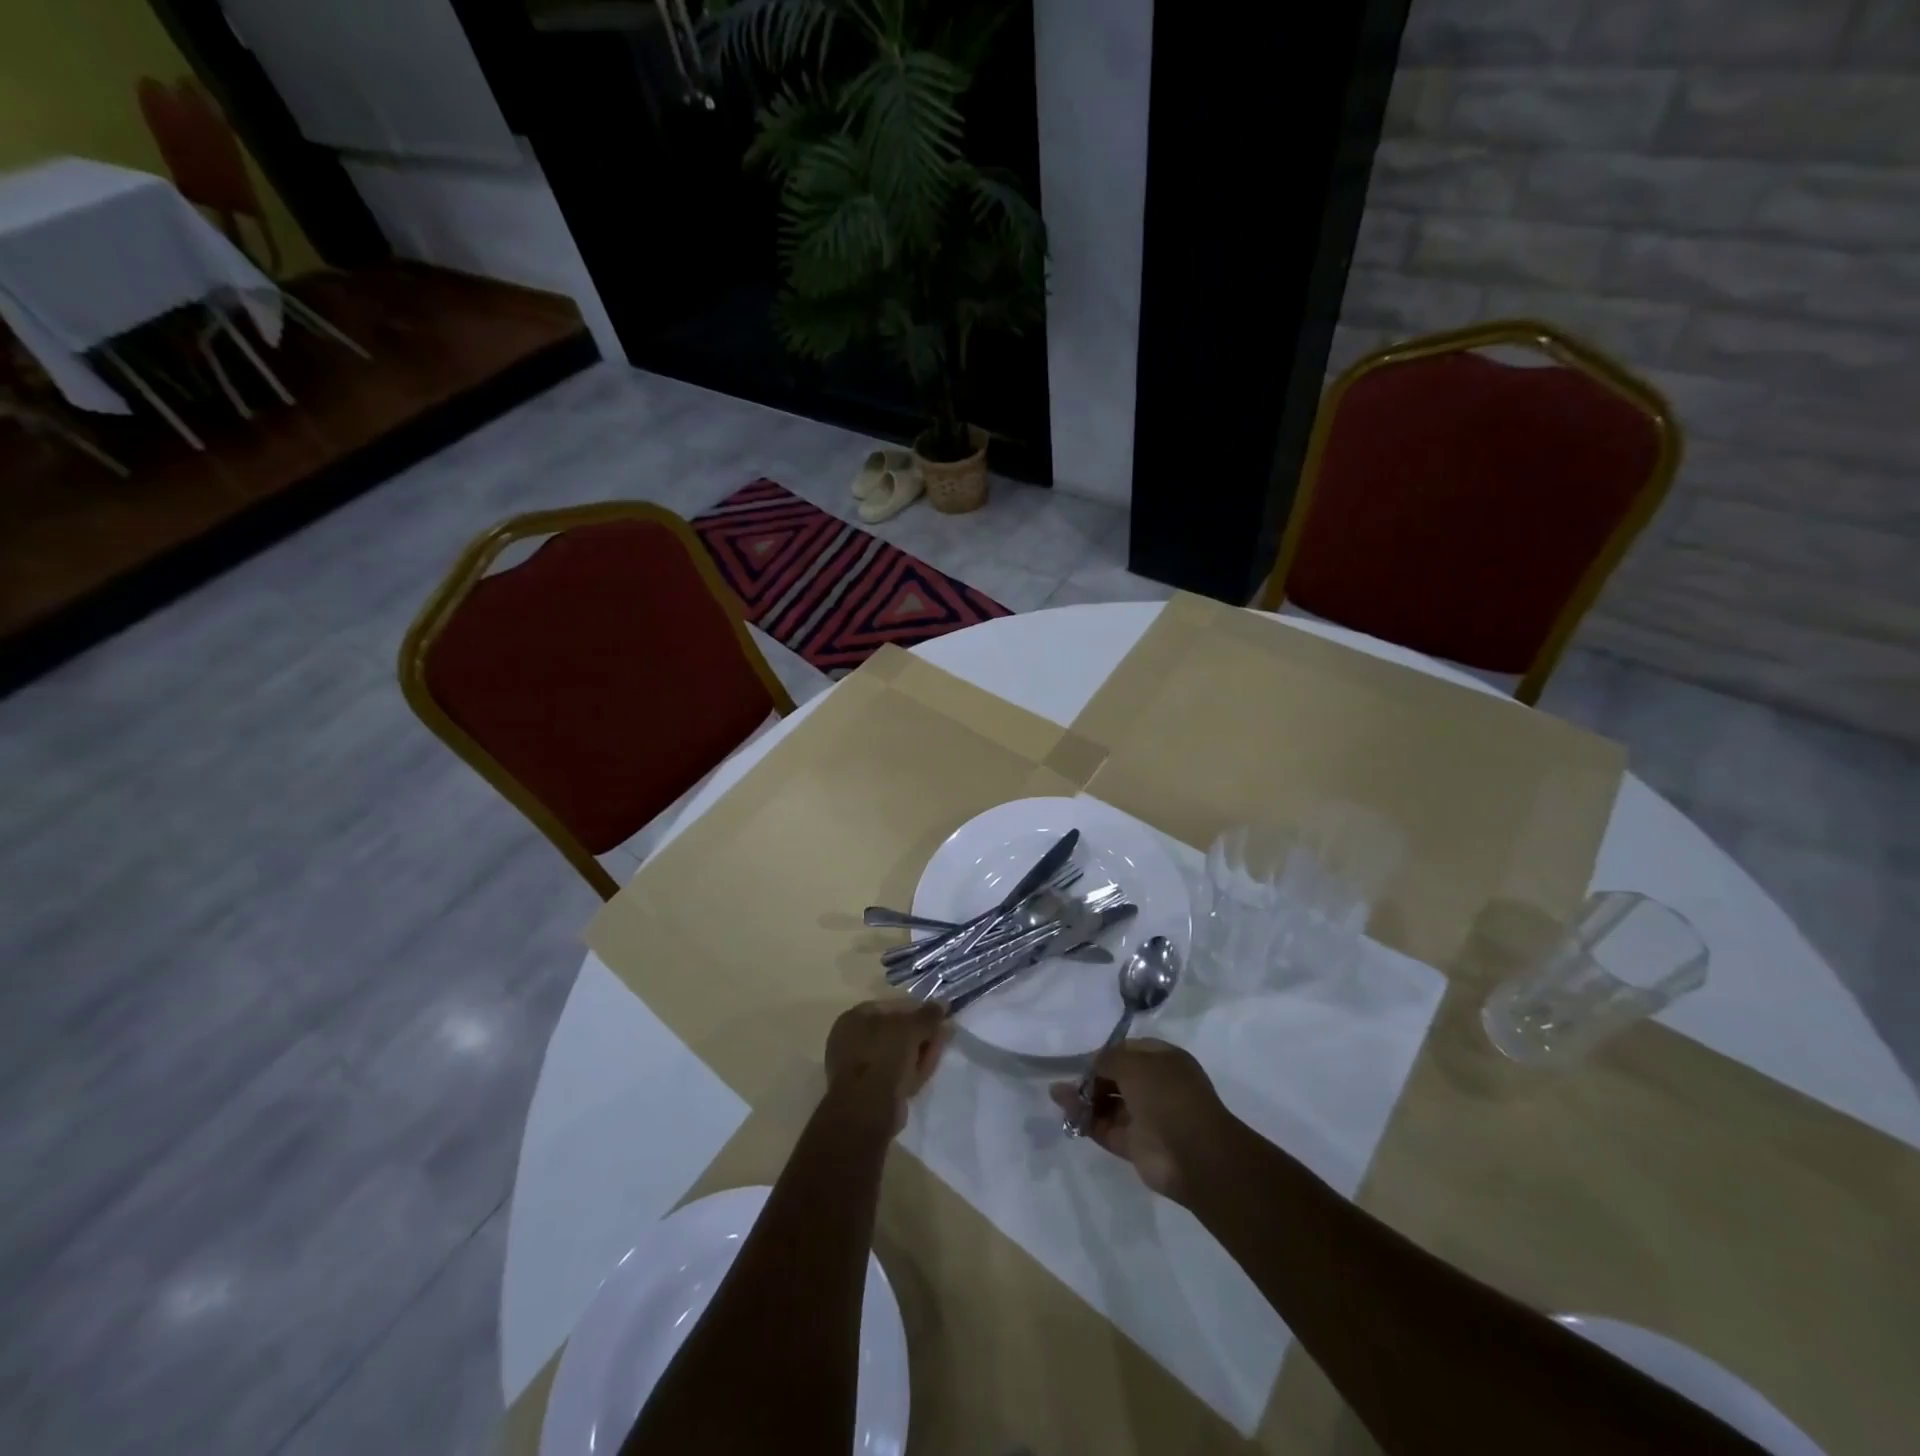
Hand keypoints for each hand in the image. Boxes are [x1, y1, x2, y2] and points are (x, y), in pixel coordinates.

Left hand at [825, 998, 950, 1132]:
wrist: (867, 1110)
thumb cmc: (883, 1057)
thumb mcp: (910, 1029)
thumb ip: (928, 1015)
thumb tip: (943, 1003)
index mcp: (855, 1017)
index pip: (892, 1006)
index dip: (917, 1009)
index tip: (939, 1015)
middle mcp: (853, 1039)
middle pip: (896, 1031)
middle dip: (922, 1031)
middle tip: (944, 1032)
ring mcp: (861, 1067)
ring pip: (898, 1053)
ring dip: (921, 1049)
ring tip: (942, 1047)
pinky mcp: (870, 1090)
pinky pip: (896, 1073)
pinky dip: (913, 1069)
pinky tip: (929, 1068)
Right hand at [1049, 1038, 1232, 1201]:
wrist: (1194, 1155)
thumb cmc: (1168, 1096)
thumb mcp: (1135, 1065)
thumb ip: (1108, 1060)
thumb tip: (1092, 1063)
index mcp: (1164, 1061)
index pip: (1130, 1051)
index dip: (1107, 1053)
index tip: (1083, 1058)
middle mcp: (1156, 1087)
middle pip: (1117, 1078)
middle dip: (1092, 1077)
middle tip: (1066, 1080)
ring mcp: (1147, 1117)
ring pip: (1109, 1104)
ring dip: (1084, 1099)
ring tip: (1056, 1094)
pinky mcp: (1136, 1145)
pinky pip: (1106, 1128)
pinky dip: (1086, 1120)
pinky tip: (1065, 1111)